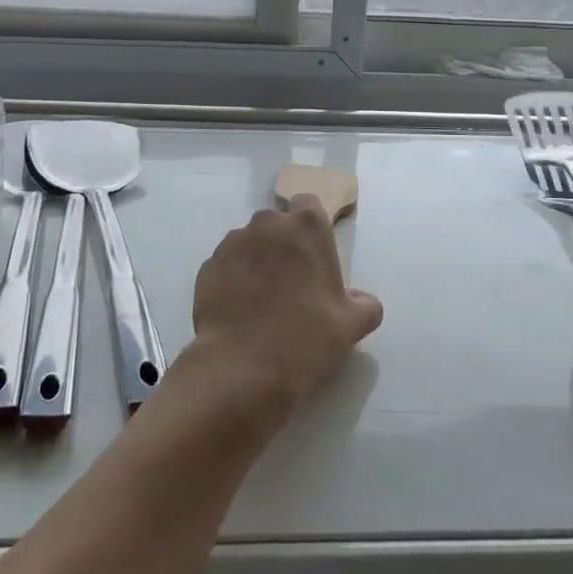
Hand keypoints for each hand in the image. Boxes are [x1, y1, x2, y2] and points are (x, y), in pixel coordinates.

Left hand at [187, 197, 383, 416]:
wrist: (241, 369)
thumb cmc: (305, 339)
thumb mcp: (351, 327)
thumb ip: (364, 305)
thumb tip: (363, 300)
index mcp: (306, 228)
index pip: (309, 204)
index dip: (311, 227)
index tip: (314, 255)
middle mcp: (267, 224)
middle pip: (278, 224)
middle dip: (284, 245)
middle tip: (292, 283)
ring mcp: (233, 243)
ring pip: (250, 243)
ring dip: (257, 260)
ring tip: (262, 300)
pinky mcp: (208, 266)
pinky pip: (227, 265)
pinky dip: (234, 279)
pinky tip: (240, 310)